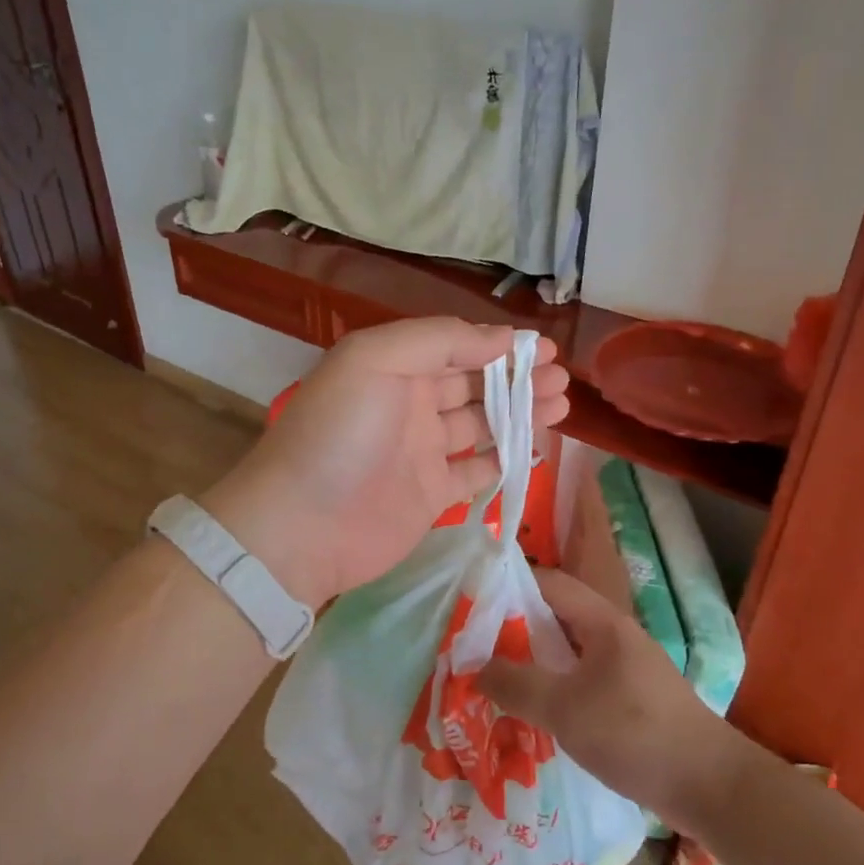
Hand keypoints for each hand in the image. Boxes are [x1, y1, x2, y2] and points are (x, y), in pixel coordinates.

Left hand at [203, 318, 567, 607]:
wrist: (301, 527)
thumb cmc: (339, 433)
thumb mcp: (375, 360)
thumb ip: (439, 339)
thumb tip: (500, 337)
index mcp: (393, 367)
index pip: (456, 347)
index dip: (499, 346)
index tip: (544, 349)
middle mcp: (409, 404)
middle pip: (474, 384)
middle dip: (518, 378)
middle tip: (562, 379)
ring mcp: (421, 452)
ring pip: (481, 425)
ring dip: (520, 413)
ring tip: (561, 405)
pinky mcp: (431, 495)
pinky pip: (477, 470)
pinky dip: (505, 458)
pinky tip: (536, 447)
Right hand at [478, 569, 735, 828]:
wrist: (711, 786)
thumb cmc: (635, 733)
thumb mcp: (565, 709)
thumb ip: (517, 685)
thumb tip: (474, 667)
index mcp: (603, 622)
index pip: (549, 584)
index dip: (509, 586)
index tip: (471, 602)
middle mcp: (614, 636)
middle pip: (555, 618)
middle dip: (514, 628)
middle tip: (473, 645)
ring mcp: (624, 668)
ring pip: (567, 653)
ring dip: (533, 662)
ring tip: (494, 678)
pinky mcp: (630, 700)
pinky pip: (581, 681)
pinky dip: (554, 688)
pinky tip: (533, 712)